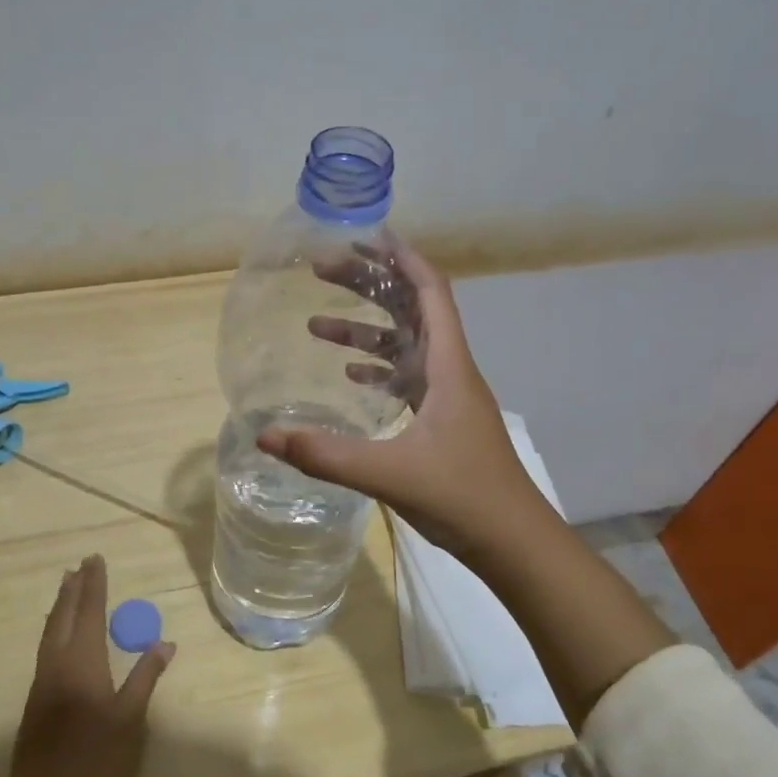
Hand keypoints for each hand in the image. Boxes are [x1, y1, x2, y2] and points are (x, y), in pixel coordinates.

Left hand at [0, 556, 174, 776]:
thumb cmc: (93, 760)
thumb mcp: (129, 719)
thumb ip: (145, 677)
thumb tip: (165, 643)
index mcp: (82, 662)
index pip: (88, 612)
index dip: (93, 585)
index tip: (95, 559)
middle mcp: (57, 663)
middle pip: (63, 616)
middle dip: (72, 589)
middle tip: (79, 565)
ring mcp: (41, 682)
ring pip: (50, 631)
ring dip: (60, 606)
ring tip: (67, 588)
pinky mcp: (35, 700)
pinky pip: (45, 648)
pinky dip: (54, 628)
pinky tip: (59, 634)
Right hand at [257, 243, 545, 556]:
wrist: (513, 542)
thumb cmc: (462, 497)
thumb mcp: (390, 474)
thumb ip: (326, 455)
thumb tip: (264, 435)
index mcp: (447, 367)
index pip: (430, 293)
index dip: (402, 258)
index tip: (367, 235)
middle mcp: (449, 372)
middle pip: (410, 311)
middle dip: (369, 286)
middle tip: (322, 270)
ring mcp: (447, 399)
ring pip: (404, 348)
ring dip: (364, 332)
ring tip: (314, 326)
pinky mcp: (441, 423)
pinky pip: (405, 381)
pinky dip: (377, 370)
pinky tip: (350, 377)